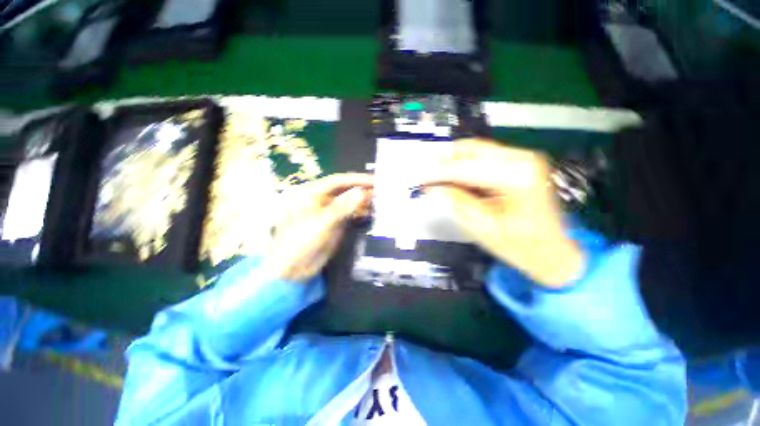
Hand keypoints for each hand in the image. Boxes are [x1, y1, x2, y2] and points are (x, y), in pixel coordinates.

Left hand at [263, 173, 372, 281]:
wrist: (295, 268)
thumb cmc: (301, 241)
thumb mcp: (324, 222)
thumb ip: (344, 207)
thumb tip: (363, 193)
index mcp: (311, 194)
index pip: (337, 181)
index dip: (356, 180)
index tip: (373, 180)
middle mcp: (321, 200)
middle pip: (344, 190)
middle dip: (361, 189)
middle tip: (379, 189)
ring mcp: (329, 212)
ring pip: (348, 202)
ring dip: (362, 201)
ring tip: (378, 199)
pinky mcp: (335, 223)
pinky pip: (349, 213)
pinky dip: (359, 212)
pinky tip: (369, 211)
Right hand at [422, 139, 585, 287]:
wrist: (554, 253)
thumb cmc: (523, 247)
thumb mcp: (484, 229)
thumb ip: (457, 202)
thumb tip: (434, 188)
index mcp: (517, 177)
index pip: (465, 168)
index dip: (437, 173)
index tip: (417, 178)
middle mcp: (522, 159)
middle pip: (471, 149)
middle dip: (443, 162)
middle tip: (423, 176)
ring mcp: (523, 159)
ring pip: (475, 150)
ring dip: (452, 162)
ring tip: (435, 178)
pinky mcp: (520, 164)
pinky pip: (483, 157)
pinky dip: (464, 166)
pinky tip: (454, 179)